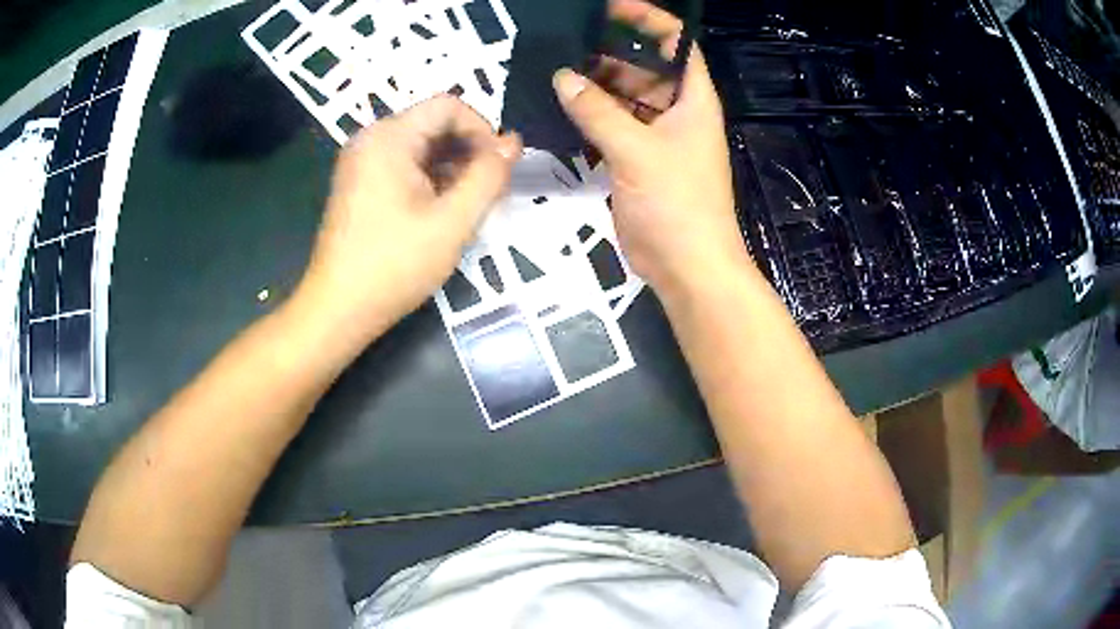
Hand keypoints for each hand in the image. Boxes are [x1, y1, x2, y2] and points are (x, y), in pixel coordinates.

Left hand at [295, 95, 520, 343]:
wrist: (338, 310)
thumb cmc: (394, 265)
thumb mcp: (452, 222)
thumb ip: (489, 176)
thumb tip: (513, 143)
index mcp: (388, 137)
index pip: (448, 106)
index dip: (482, 129)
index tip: (498, 168)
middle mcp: (370, 139)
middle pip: (433, 123)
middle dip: (469, 149)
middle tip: (489, 190)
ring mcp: (361, 162)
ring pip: (420, 146)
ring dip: (452, 166)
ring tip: (469, 204)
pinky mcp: (359, 184)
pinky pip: (404, 165)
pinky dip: (430, 179)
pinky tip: (442, 211)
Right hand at [552, 0, 750, 295]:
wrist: (687, 266)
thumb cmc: (677, 203)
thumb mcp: (637, 151)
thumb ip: (598, 111)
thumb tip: (563, 78)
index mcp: (692, 100)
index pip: (677, 45)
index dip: (650, 21)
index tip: (613, 9)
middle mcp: (676, 112)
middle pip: (643, 69)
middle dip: (608, 56)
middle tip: (563, 48)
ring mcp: (656, 137)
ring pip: (623, 100)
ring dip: (594, 89)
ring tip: (553, 75)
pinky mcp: (637, 161)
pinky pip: (611, 128)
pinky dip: (590, 119)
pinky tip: (560, 110)